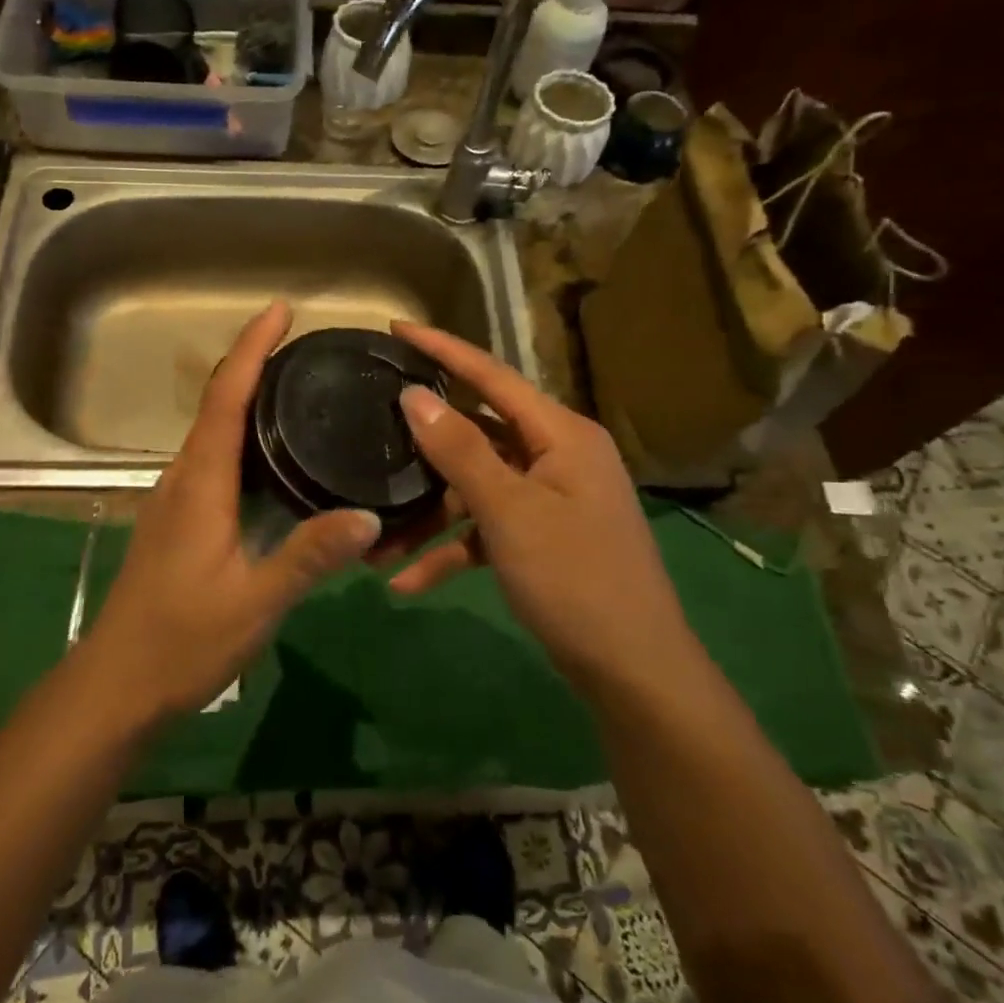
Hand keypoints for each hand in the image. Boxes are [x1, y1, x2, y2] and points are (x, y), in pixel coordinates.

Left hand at [82, 302, 382, 720]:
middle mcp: (183, 478)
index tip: (279, 310)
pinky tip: (273, 455)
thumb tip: (367, 515)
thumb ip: (308, 557)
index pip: (226, 399)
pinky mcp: (178, 520)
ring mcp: (175, 499)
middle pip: (219, 405)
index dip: (251, 349)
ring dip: (248, 399)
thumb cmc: (181, 641)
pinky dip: (242, 436)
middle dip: (255, 364)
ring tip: (299, 388)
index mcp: (200, 484)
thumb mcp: (254, 602)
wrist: (116, 684)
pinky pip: (213, 459)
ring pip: (214, 432)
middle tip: (307, 347)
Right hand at [379, 322, 689, 693]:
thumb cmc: (575, 579)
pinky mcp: (541, 538)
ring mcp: (550, 499)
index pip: (492, 375)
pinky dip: (453, 551)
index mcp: (561, 434)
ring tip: (376, 548)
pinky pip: (487, 530)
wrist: (634, 673)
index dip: (443, 350)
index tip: (395, 329)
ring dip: (429, 517)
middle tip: (369, 437)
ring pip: (474, 490)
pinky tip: (409, 583)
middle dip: (421, 454)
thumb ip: (460, 450)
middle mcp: (557, 457)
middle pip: (476, 436)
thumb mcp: (510, 512)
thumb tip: (413, 395)